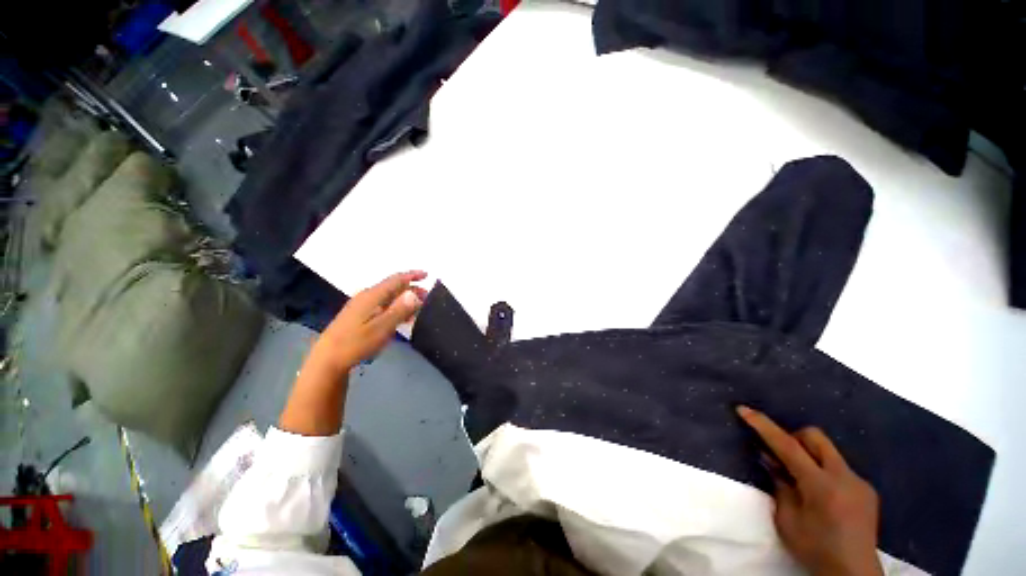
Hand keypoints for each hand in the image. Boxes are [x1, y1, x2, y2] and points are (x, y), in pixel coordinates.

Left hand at [310, 271, 427, 373]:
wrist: (328, 359)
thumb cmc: (356, 343)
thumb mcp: (382, 328)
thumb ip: (399, 310)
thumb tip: (414, 293)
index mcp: (372, 296)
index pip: (395, 280)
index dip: (412, 275)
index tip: (427, 275)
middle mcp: (366, 297)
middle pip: (392, 287)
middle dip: (411, 289)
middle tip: (427, 296)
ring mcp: (361, 306)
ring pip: (388, 297)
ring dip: (404, 299)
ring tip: (418, 307)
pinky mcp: (359, 315)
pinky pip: (383, 305)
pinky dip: (395, 307)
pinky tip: (402, 317)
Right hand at [736, 406, 882, 575]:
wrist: (854, 574)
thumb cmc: (815, 549)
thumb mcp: (787, 521)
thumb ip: (779, 486)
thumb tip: (770, 460)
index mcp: (821, 486)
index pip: (788, 446)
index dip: (764, 426)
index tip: (744, 409)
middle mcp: (844, 477)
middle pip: (814, 436)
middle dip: (794, 438)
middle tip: (782, 458)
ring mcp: (859, 482)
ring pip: (828, 451)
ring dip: (809, 457)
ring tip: (802, 482)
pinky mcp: (867, 489)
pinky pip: (839, 467)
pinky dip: (824, 471)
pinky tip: (822, 496)